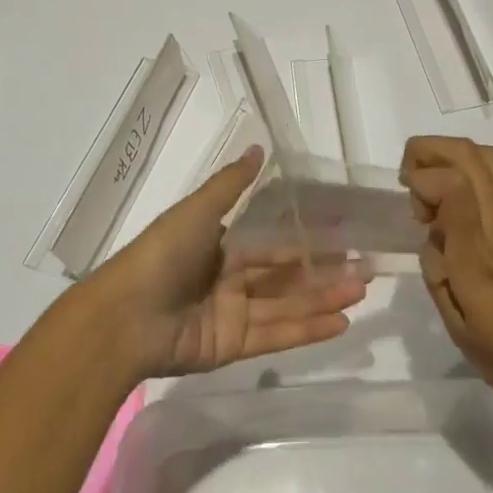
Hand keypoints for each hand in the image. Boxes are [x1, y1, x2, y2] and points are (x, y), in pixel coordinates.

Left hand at [87, 146, 369, 378]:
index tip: (343, 237)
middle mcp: (231, 279)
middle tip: (365, 268)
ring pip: (288, 305)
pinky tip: (340, 322)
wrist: (126, 316)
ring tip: (362, 291)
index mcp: (222, 247)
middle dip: (324, 273)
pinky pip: (276, 334)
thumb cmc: (164, 254)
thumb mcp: (198, 210)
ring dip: (324, 299)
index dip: (306, 241)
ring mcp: (233, 314)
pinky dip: (308, 330)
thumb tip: (259, 146)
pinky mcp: (233, 346)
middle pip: (286, 277)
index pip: (274, 244)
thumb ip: (231, 184)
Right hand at [401, 136, 492, 426]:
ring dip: (453, 156)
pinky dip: (481, 169)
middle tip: (409, 184)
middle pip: (471, 155)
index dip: (421, 183)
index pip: (452, 183)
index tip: (413, 215)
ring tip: (433, 188)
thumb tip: (431, 233)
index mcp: (480, 251)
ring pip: (490, 158)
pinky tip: (465, 196)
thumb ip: (439, 270)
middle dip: (429, 152)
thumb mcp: (460, 323)